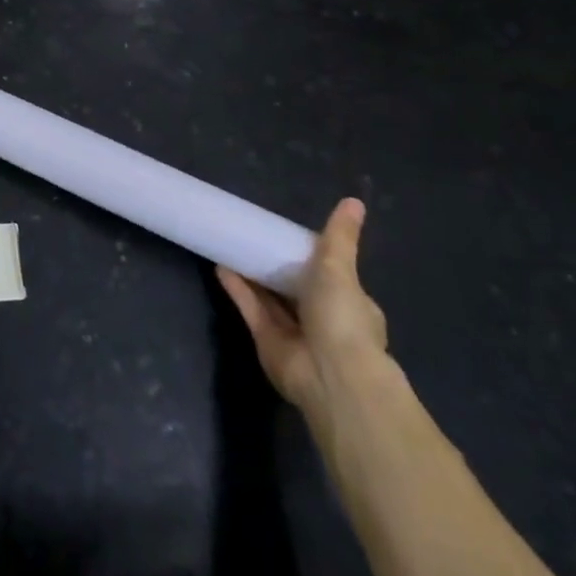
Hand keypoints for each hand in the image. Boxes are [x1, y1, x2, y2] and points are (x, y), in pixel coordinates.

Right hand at [217, 198, 390, 438]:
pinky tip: (221, 266)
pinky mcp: (267, 341)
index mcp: (350, 305)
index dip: (315, 260)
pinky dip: (238, 289)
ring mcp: (295, 334)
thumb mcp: (341, 269)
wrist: (329, 374)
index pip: (334, 279)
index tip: (291, 239)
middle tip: (256, 238)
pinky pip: (251, 309)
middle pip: (297, 290)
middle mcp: (323, 321)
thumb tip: (354, 201)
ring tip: (232, 245)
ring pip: (271, 299)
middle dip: (279, 269)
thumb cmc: (342, 318)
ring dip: (254, 276)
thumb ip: (340, 237)